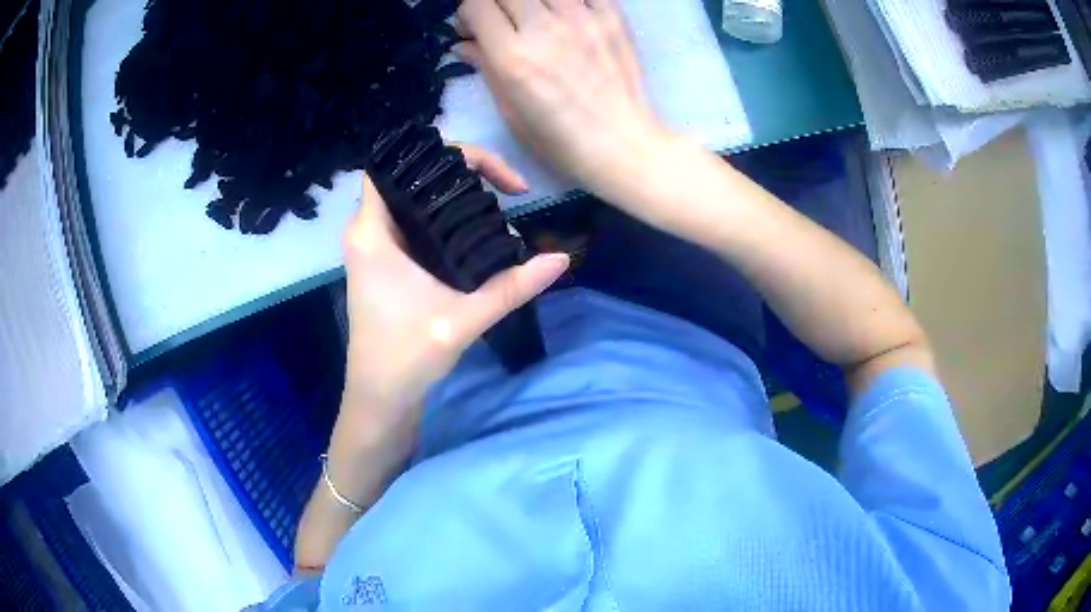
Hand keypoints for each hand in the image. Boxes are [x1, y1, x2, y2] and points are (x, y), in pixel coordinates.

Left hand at [341, 146, 568, 418]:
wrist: (380, 395)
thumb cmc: (406, 356)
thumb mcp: (463, 319)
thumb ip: (512, 287)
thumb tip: (562, 259)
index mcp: (372, 233)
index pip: (394, 165)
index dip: (437, 154)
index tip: (482, 170)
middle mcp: (367, 230)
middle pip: (409, 175)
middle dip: (456, 172)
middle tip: (502, 186)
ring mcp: (374, 244)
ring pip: (412, 196)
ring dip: (451, 194)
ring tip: (496, 201)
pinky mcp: (384, 260)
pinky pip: (412, 218)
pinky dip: (443, 214)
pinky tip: (475, 226)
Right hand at [456, 0, 671, 197]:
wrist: (622, 144)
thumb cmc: (560, 140)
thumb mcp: (510, 111)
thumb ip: (485, 68)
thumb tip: (464, 43)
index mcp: (513, 57)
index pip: (476, 6)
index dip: (467, 12)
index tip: (473, 25)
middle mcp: (544, 29)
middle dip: (495, 2)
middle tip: (502, 19)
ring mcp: (582, 18)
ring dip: (530, 0)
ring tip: (535, 16)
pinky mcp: (612, 16)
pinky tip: (564, 11)